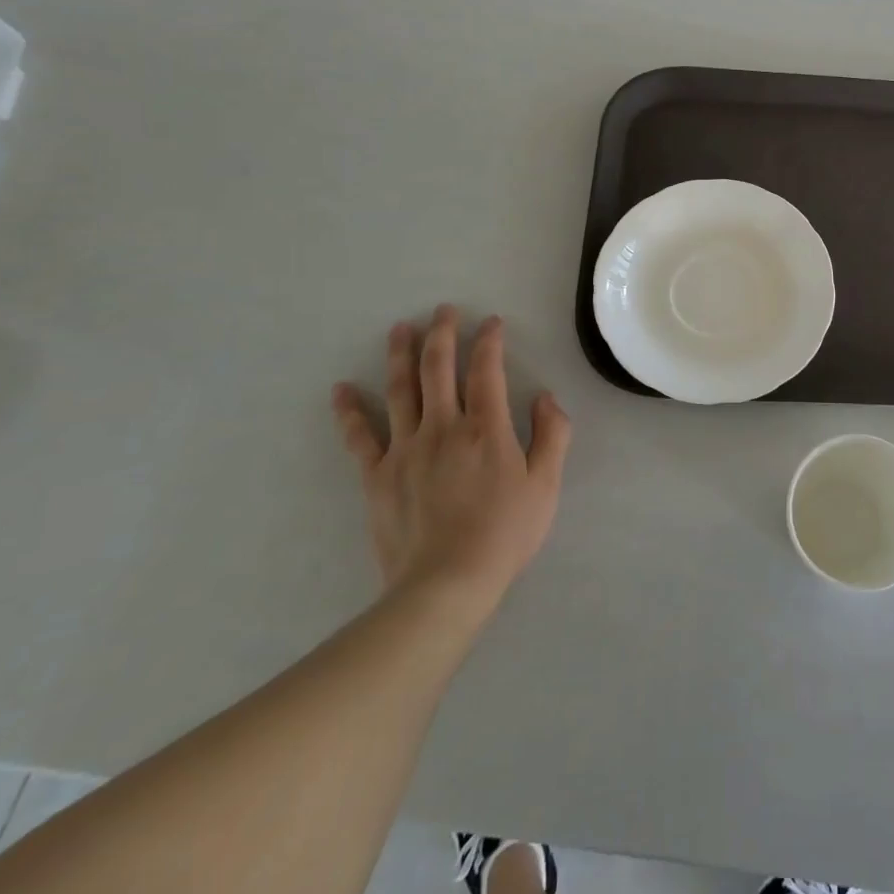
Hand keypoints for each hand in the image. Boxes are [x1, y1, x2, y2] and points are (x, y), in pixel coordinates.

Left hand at [332, 308, 571, 610]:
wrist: (447, 583)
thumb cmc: (505, 533)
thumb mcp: (547, 484)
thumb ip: (552, 434)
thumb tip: (545, 396)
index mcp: (486, 427)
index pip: (486, 370)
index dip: (489, 341)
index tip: (491, 322)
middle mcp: (443, 427)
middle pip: (438, 368)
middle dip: (442, 333)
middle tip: (443, 310)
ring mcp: (405, 449)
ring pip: (400, 390)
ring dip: (400, 355)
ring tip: (400, 329)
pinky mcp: (377, 475)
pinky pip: (360, 436)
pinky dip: (349, 411)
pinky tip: (341, 390)